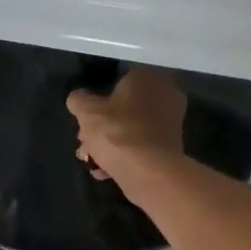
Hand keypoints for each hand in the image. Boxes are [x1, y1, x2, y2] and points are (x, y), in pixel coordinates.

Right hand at [67, 67, 185, 181]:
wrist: (150, 171)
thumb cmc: (117, 132)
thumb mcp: (86, 112)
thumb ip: (79, 100)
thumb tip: (78, 99)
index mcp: (147, 77)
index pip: (117, 83)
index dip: (97, 104)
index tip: (84, 123)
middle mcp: (165, 95)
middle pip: (124, 110)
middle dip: (102, 128)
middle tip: (85, 145)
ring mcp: (172, 122)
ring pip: (132, 130)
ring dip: (110, 145)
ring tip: (92, 163)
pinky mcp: (172, 147)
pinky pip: (142, 147)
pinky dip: (125, 156)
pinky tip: (106, 172)